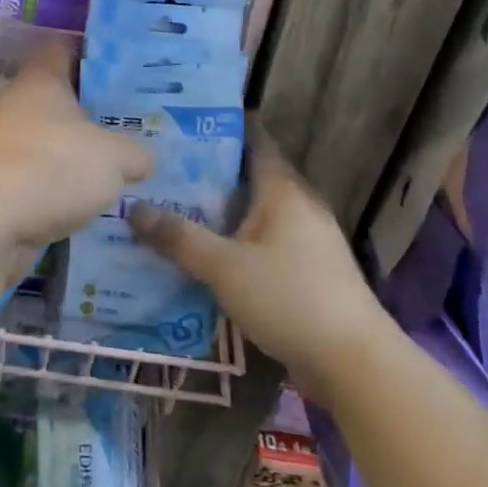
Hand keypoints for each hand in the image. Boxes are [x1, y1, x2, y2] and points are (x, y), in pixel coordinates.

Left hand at [0, 39, 152, 252]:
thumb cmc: (54, 166)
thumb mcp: (116, 156)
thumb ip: (136, 152)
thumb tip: (142, 159)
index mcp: (42, 79)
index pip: (64, 48)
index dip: (94, 53)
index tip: (127, 67)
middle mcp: (20, 105)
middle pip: (63, 98)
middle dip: (97, 110)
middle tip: (139, 121)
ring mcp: (8, 145)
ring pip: (55, 139)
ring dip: (82, 152)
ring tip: (126, 164)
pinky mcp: (4, 184)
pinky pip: (45, 175)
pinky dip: (67, 185)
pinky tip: (98, 198)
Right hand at [129, 128, 384, 375]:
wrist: (354, 363)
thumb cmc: (289, 299)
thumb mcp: (224, 267)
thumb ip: (179, 237)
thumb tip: (133, 207)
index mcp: (283, 190)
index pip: (253, 141)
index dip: (221, 128)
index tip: (182, 122)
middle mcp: (298, 206)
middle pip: (249, 177)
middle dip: (208, 173)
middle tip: (162, 169)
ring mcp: (307, 240)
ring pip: (255, 212)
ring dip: (220, 211)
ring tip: (173, 207)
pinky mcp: (309, 271)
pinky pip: (263, 242)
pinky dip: (235, 240)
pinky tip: (206, 253)